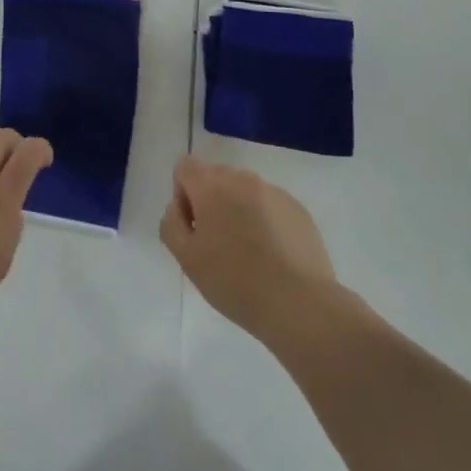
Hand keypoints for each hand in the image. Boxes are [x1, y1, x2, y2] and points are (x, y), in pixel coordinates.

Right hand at [160, 155, 337, 344]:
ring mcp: (273, 191)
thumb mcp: (187, 260)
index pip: (185, 166)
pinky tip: (273, 256)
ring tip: (248, 253)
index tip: (194, 227)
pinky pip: (270, 205)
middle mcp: (242, 179)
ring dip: (238, 210)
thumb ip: (172, 224)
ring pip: (244, 191)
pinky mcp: (297, 208)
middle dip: (211, 202)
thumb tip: (178, 207)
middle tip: (217, 244)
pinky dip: (265, 220)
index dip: (182, 194)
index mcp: (211, 186)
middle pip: (215, 177)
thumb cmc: (234, 282)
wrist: (299, 303)